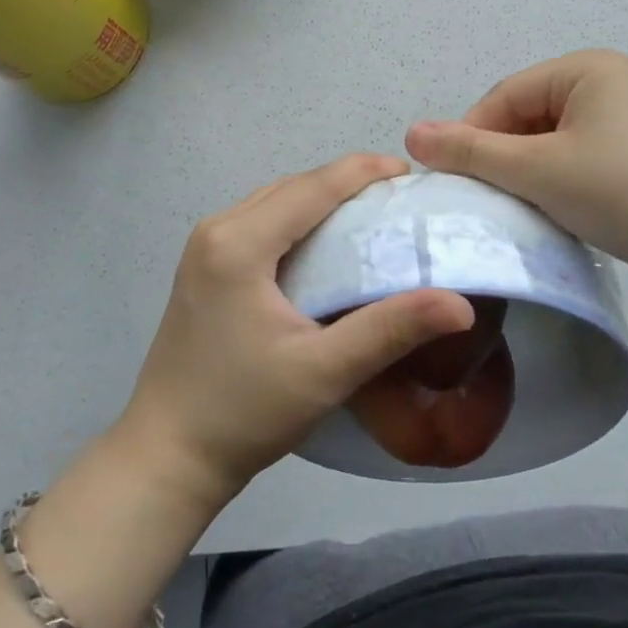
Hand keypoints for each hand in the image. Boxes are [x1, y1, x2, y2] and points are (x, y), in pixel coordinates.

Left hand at [116, 154, 475, 507]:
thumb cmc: (244, 412)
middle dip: (346, 182)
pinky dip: (297, 218)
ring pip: (275, 200)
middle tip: (398, 199)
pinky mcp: (202, 265)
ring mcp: (203, 246)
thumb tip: (460, 304)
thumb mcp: (325, 372)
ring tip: (369, 214)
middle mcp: (217, 229)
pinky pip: (259, 220)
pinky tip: (324, 242)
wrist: (167, 455)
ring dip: (320, 198)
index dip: (364, 172)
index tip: (410, 173)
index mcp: (239, 242)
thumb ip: (391, 330)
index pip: (313, 186)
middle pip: (293, 186)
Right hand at [405, 50, 627, 295]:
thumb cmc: (622, 193)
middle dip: (503, 156)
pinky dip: (558, 181)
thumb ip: (472, 151)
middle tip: (488, 201)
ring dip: (528, 172)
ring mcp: (627, 117)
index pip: (504, 95)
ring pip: (550, 140)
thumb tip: (410, 133)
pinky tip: (558, 210)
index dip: (472, 136)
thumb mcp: (538, 171)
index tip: (455, 181)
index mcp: (586, 67)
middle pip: (527, 115)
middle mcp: (608, 81)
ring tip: (524, 209)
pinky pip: (578, 156)